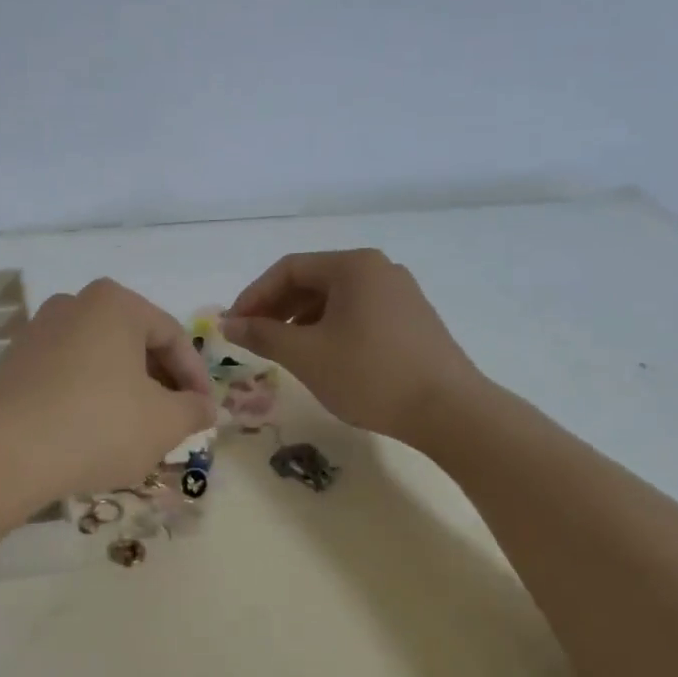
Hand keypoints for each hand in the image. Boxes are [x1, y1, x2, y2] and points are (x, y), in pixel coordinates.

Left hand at [0, 279, 216, 510]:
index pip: (173, 335)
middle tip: (175, 420)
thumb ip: (194, 409)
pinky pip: (67, 374)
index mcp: (115, 303)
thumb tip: (205, 406)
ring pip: (100, 360)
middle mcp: (73, 304)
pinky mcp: (13, 363)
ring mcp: (37, 331)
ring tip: (137, 431)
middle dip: (160, 383)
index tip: (205, 412)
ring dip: (126, 391)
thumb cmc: (97, 426)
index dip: (196, 377)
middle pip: (134, 343)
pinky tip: (93, 433)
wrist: (2, 455)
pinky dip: (90, 397)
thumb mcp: (163, 423)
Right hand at [223, 249, 483, 444]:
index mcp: (353, 266)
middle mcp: (379, 269)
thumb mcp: (306, 355)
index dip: (254, 296)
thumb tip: (228, 323)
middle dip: (276, 308)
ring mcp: (400, 293)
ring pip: (335, 299)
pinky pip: (357, 313)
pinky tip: (322, 357)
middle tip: (252, 338)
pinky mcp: (412, 319)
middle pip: (313, 280)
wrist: (449, 410)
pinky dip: (329, 329)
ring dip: (300, 320)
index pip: (289, 269)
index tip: (233, 326)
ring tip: (283, 351)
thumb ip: (262, 335)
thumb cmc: (370, 374)